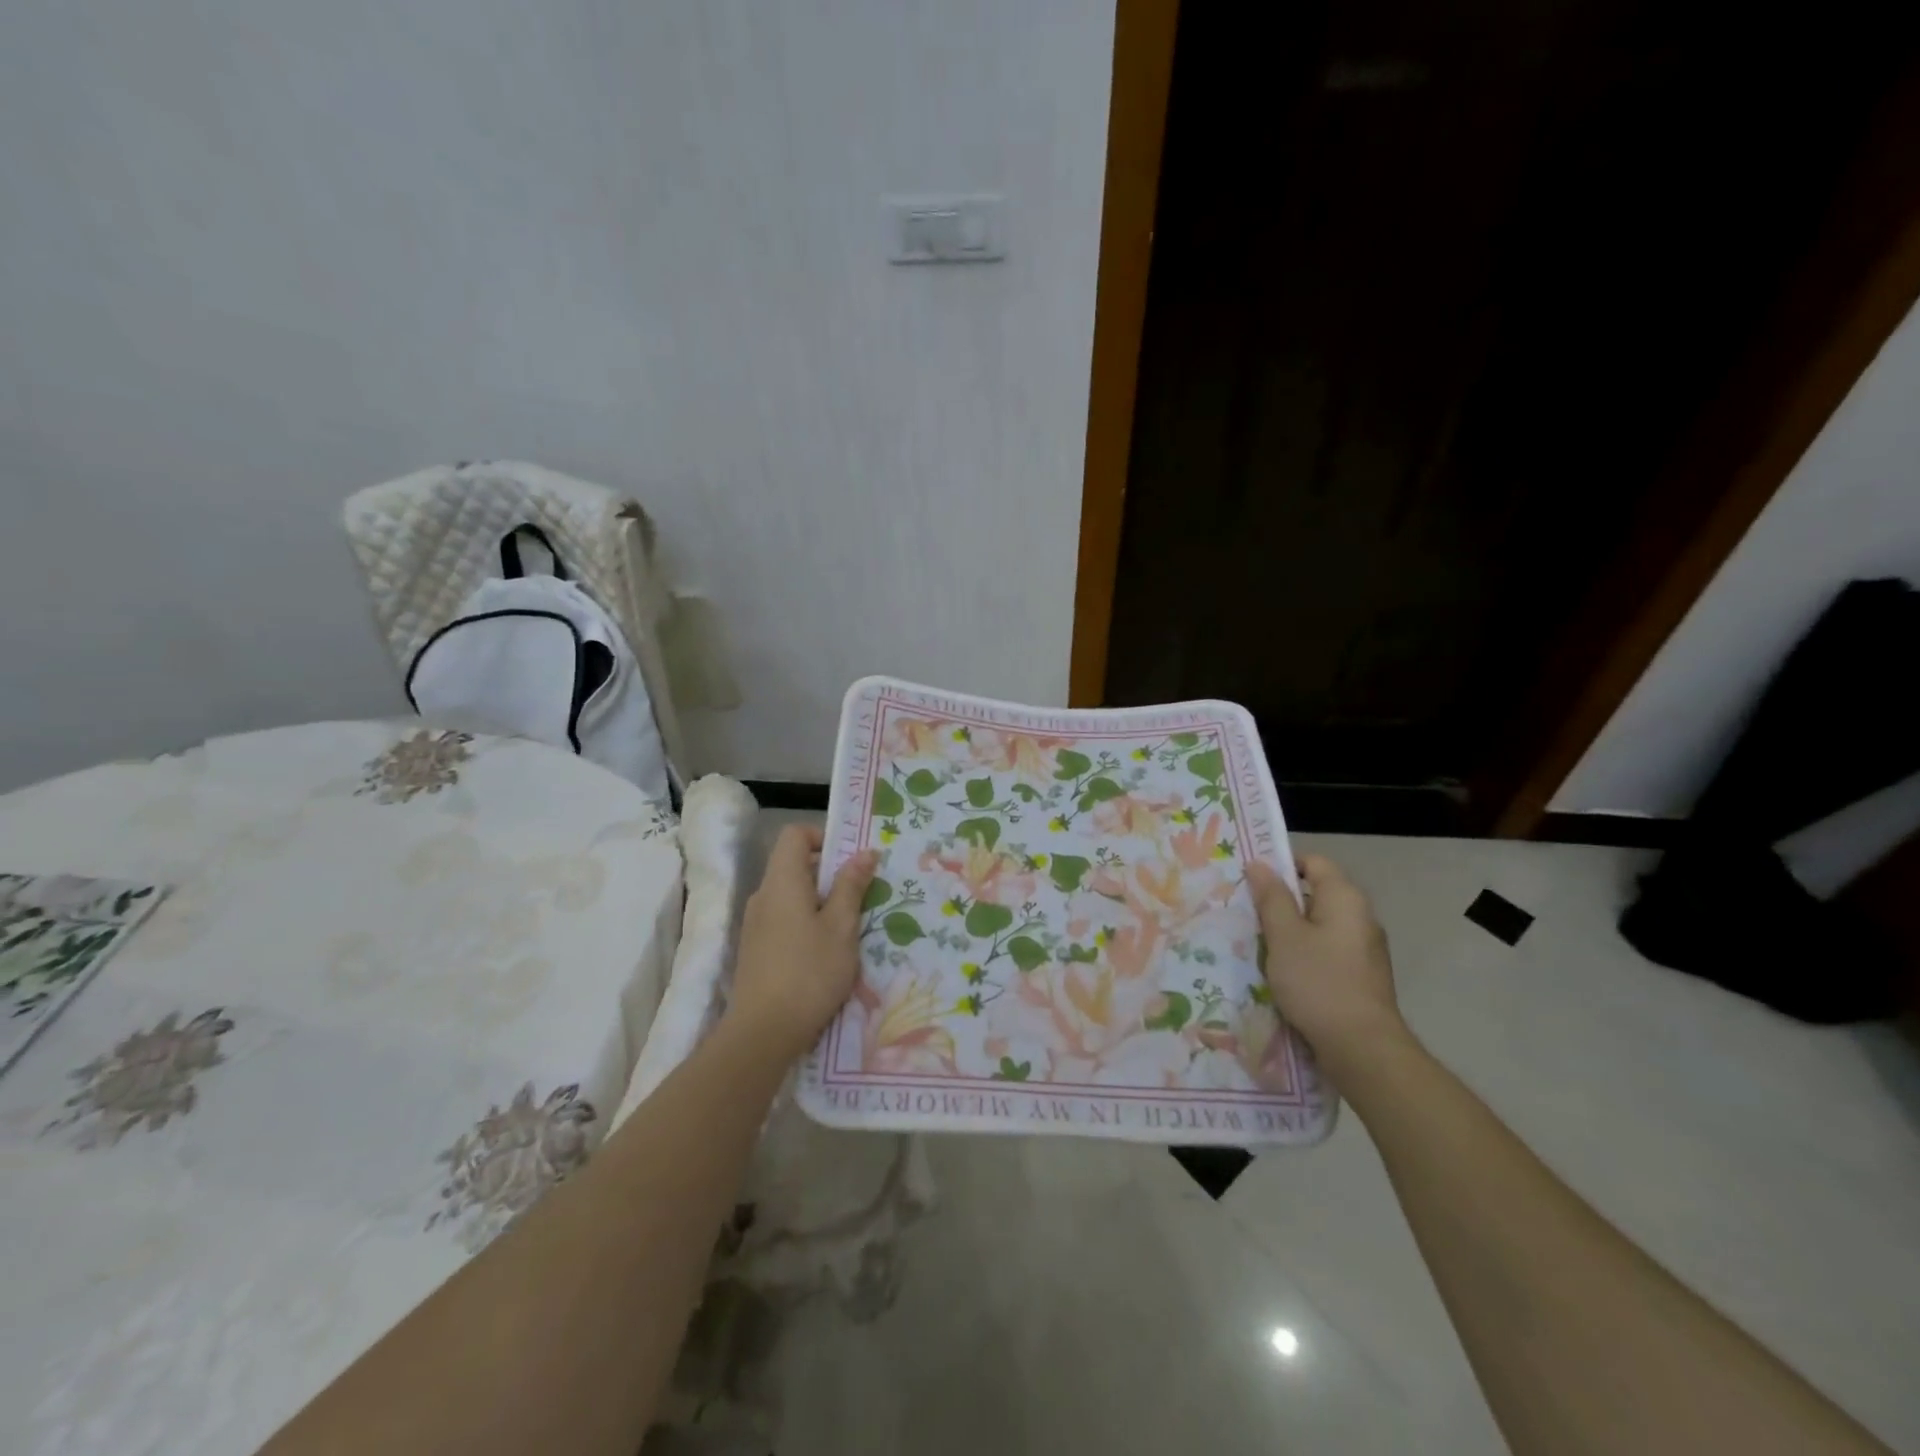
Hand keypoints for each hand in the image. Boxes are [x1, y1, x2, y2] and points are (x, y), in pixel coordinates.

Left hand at [725, 824, 878, 1063]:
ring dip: (821, 901)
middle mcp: (763, 895)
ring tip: (849, 927)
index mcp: (782, 881)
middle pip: (794, 864)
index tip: (851, 860)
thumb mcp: (841, 927)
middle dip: (829, 873)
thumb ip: (851, 886)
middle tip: (861, 895)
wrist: (762, 1033)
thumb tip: (864, 852)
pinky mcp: (756, 948)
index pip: (795, 835)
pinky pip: (784, 918)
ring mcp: (755, 923)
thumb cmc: (809, 972)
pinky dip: (807, 922)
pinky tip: (827, 951)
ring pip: (791, 894)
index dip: (823, 837)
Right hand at [1247, 854, 1405, 1079]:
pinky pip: (1327, 950)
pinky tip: (1284, 973)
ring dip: (1290, 931)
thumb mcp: (1284, 936)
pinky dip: (1305, 954)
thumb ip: (1271, 897)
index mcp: (1345, 898)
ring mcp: (1365, 948)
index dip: (1281, 865)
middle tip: (1248, 914)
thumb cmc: (1318, 982)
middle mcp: (1361, 917)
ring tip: (1260, 946)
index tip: (1251, 883)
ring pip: (1319, 925)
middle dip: (1281, 901)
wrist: (1362, 1048)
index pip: (1313, 862)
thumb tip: (1260, 864)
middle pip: (1316, 893)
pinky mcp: (1362, 976)